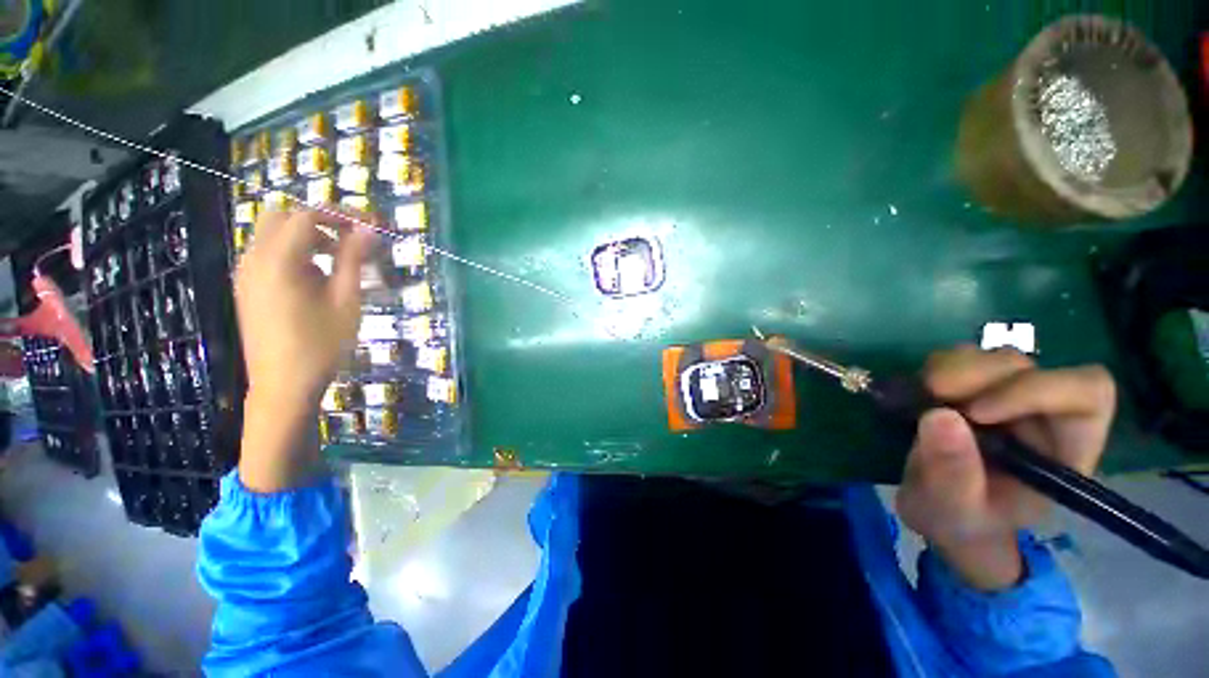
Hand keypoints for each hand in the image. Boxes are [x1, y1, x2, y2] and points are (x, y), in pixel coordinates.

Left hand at [235, 208, 375, 491]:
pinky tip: (317, 277)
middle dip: (321, 221)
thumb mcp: (347, 301)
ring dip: (308, 236)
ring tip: (340, 259)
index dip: (342, 215)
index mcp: (278, 260)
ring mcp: (246, 274)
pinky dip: (294, 252)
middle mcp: (254, 259)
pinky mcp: (247, 288)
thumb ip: (354, 260)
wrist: (283, 386)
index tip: (373, 225)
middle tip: (354, 238)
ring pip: (273, 234)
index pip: (309, 216)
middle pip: (284, 218)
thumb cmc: (322, 345)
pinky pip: (268, 254)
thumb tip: (369, 230)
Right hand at [896, 346, 1115, 590]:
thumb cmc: (961, 521)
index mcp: (1064, 450)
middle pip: (1030, 368)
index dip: (1038, 390)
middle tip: (933, 396)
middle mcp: (1043, 415)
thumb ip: (952, 473)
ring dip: (953, 369)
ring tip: (925, 397)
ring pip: (994, 357)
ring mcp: (1007, 397)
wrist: (941, 512)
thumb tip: (939, 416)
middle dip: (978, 377)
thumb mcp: (953, 510)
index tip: (977, 412)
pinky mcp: (972, 387)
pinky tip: (922, 392)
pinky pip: (961, 357)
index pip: (1086, 394)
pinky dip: (936, 367)